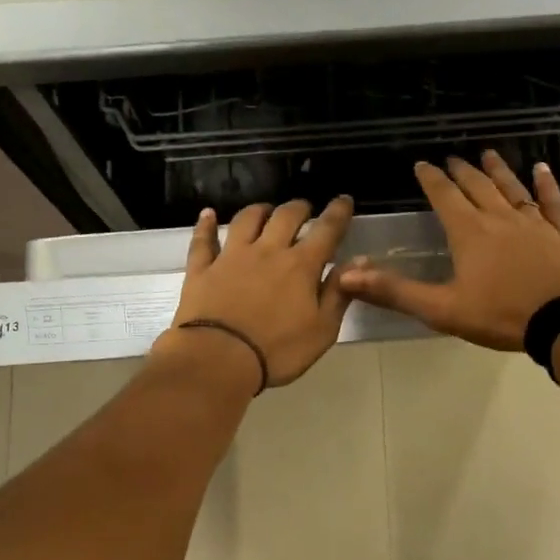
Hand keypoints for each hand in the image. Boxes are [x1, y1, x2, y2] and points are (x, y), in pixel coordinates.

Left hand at [157, 196, 355, 389]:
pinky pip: (203, 240)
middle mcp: (267, 251)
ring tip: (266, 210)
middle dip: (299, 208)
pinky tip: (207, 214)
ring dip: (259, 210)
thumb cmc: (277, 351)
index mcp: (301, 266)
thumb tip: (357, 262)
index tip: (344, 200)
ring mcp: (231, 257)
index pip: (326, 231)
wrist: (218, 359)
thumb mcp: (322, 330)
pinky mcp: (202, 269)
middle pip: (285, 216)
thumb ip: (339, 294)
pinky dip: (206, 225)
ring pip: (246, 220)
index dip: (338, 213)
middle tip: (305, 208)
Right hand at [339, 154, 559, 350]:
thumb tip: (347, 277)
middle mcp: (500, 218)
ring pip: (512, 188)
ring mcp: (534, 223)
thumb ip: (395, 291)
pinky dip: (546, 184)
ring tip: (487, 154)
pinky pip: (552, 202)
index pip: (444, 197)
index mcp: (469, 233)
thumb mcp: (441, 309)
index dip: (431, 179)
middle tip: (452, 159)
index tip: (421, 165)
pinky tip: (542, 169)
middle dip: (461, 171)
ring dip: (497, 170)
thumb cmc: (501, 315)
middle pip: (477, 186)